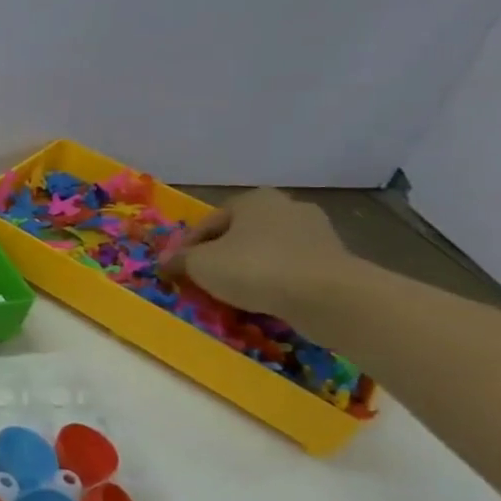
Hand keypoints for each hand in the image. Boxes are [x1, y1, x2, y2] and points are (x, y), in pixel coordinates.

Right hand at [162, 188, 356, 320]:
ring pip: (266, 252)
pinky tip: (265, 300)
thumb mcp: (201, 264)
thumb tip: (166, 262)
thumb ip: (180, 260)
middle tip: (204, 282)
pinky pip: (291, 269)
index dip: (187, 248)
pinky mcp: (335, 260)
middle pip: (239, 235)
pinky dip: (275, 281)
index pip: (208, 223)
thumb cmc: (255, 268)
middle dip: (220, 257)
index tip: (177, 271)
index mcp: (253, 199)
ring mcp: (316, 232)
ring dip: (248, 269)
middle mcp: (286, 207)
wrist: (328, 297)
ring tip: (233, 296)